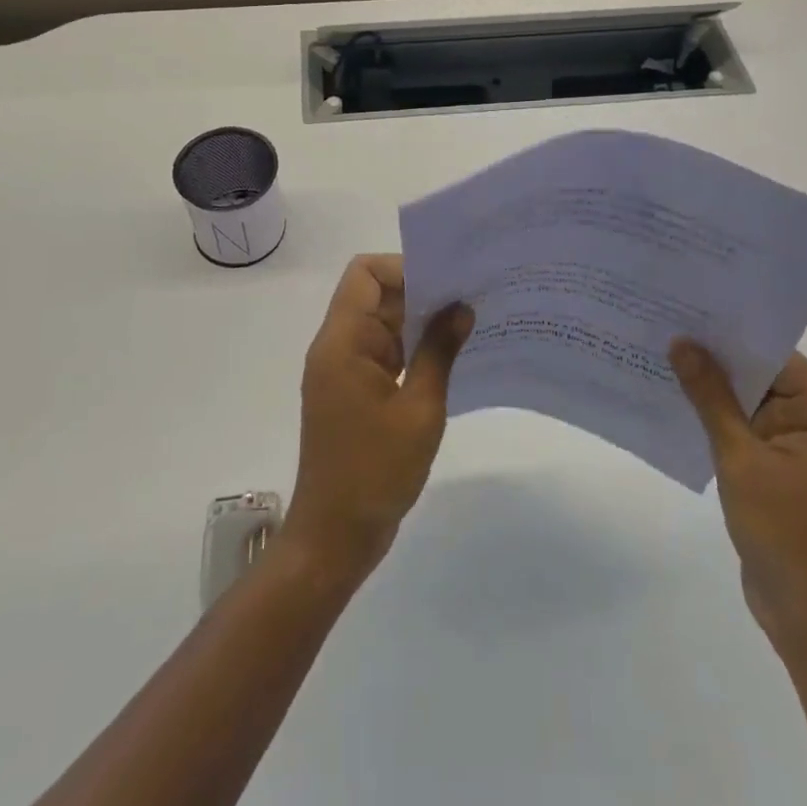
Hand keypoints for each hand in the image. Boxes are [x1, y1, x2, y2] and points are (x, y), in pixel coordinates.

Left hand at [280, 255, 472, 588]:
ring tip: (468, 325)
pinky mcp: (353, 393)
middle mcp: (338, 347)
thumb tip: (462, 307)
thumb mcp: (420, 409)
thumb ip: (440, 351)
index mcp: (343, 341)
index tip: (446, 284)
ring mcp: (344, 371)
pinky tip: (450, 358)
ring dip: (419, 323)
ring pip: (382, 325)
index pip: (365, 273)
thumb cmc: (375, 471)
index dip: (403, 268)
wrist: (335, 536)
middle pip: (375, 296)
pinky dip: (412, 350)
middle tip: (471, 298)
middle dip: (421, 293)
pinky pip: (384, 353)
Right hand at [670, 343, 806, 656]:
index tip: (687, 314)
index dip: (733, 337)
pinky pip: (749, 436)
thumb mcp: (742, 460)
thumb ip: (711, 397)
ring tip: (661, 360)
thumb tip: (681, 343)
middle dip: (717, 363)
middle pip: (765, 381)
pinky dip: (719, 425)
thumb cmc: (788, 536)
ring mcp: (805, 456)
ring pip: (753, 408)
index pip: (779, 359)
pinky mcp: (786, 478)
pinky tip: (677, 407)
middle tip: (665, 329)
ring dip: (713, 394)